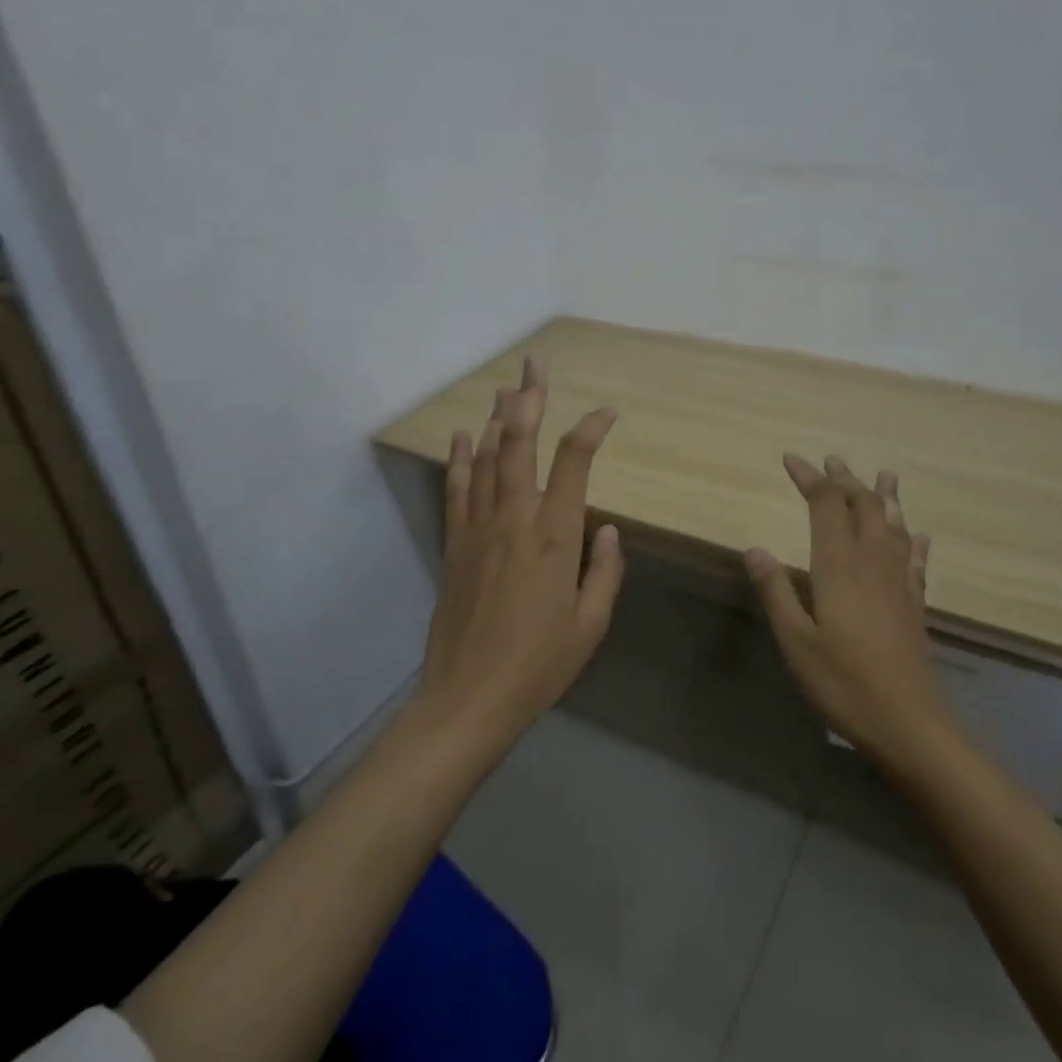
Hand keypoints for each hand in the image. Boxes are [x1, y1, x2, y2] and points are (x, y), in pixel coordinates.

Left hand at [418, 356, 625, 748]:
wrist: (468, 698)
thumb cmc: (539, 665)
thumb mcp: (590, 624)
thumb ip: (604, 571)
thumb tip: (606, 529)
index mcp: (554, 536)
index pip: (575, 462)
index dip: (592, 429)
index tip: (607, 413)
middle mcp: (514, 519)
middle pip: (519, 444)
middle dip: (528, 399)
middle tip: (534, 363)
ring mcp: (478, 528)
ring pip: (486, 458)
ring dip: (496, 419)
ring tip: (505, 387)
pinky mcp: (454, 544)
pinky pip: (457, 489)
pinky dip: (459, 458)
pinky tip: (461, 436)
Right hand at [745, 454, 949, 771]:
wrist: (908, 722)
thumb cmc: (842, 682)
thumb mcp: (795, 640)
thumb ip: (776, 591)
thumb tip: (754, 548)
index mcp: (839, 567)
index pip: (825, 506)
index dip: (810, 479)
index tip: (792, 459)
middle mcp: (872, 564)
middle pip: (863, 507)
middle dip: (845, 480)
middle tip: (832, 460)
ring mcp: (898, 583)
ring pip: (894, 527)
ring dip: (885, 498)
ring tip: (885, 476)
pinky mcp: (914, 604)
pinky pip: (916, 561)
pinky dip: (914, 541)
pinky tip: (918, 536)